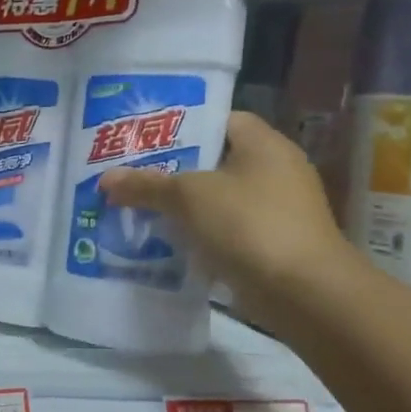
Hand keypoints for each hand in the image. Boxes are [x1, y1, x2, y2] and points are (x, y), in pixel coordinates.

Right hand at [99, 110, 359, 330]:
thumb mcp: (189, 197)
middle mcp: (275, 170)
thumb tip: (106, 179)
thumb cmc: (249, 225)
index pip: (220, 119)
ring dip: (184, 206)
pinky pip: (226, 230)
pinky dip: (199, 234)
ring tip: (140, 208)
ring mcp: (277, 210)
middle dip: (174, 170)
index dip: (182, 125)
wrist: (304, 292)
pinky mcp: (272, 244)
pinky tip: (166, 243)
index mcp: (264, 144)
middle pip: (215, 161)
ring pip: (218, 199)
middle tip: (132, 174)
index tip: (145, 138)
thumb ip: (147, 185)